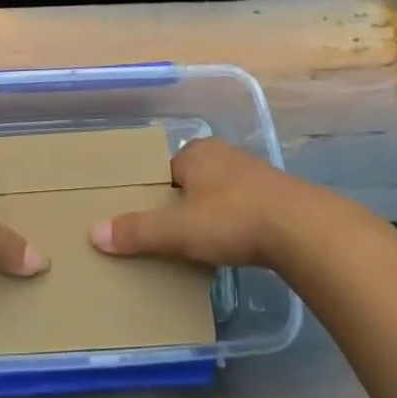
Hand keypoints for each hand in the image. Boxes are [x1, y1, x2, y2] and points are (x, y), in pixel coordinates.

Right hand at [89, 137, 309, 268]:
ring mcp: (254, 173)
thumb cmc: (232, 219)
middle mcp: (224, 155)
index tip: (150, 221)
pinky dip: (235, 223)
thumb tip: (94, 233)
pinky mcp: (277, 196)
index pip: (164, 170)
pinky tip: (235, 244)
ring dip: (211, 214)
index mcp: (196, 152)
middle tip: (171, 236)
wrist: (302, 229)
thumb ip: (137, 231)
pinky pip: (244, 207)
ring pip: (219, 193)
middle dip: (183, 204)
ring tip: (202, 245)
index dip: (155, 194)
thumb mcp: (177, 230)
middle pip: (191, 180)